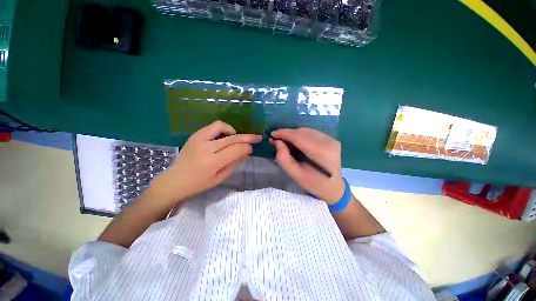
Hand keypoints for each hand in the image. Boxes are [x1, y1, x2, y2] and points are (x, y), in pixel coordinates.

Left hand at [147, 121, 261, 204]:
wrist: (175, 180)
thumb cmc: (199, 184)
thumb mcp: (220, 178)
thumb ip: (234, 164)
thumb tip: (246, 152)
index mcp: (213, 162)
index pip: (236, 149)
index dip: (247, 148)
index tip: (251, 149)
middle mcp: (206, 148)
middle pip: (232, 138)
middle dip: (247, 137)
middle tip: (257, 138)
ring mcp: (199, 139)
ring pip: (222, 127)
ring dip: (234, 131)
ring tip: (237, 138)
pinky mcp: (195, 135)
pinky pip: (212, 126)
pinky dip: (223, 128)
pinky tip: (225, 136)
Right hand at [271, 128, 345, 203]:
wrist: (333, 187)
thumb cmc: (313, 184)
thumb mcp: (296, 175)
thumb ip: (284, 158)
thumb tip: (277, 142)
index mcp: (321, 153)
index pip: (299, 137)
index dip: (284, 133)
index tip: (272, 134)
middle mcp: (328, 142)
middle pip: (302, 132)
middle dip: (287, 133)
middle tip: (277, 139)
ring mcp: (331, 139)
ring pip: (307, 130)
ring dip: (294, 133)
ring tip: (285, 140)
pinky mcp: (331, 139)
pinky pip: (312, 133)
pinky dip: (301, 135)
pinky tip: (296, 141)